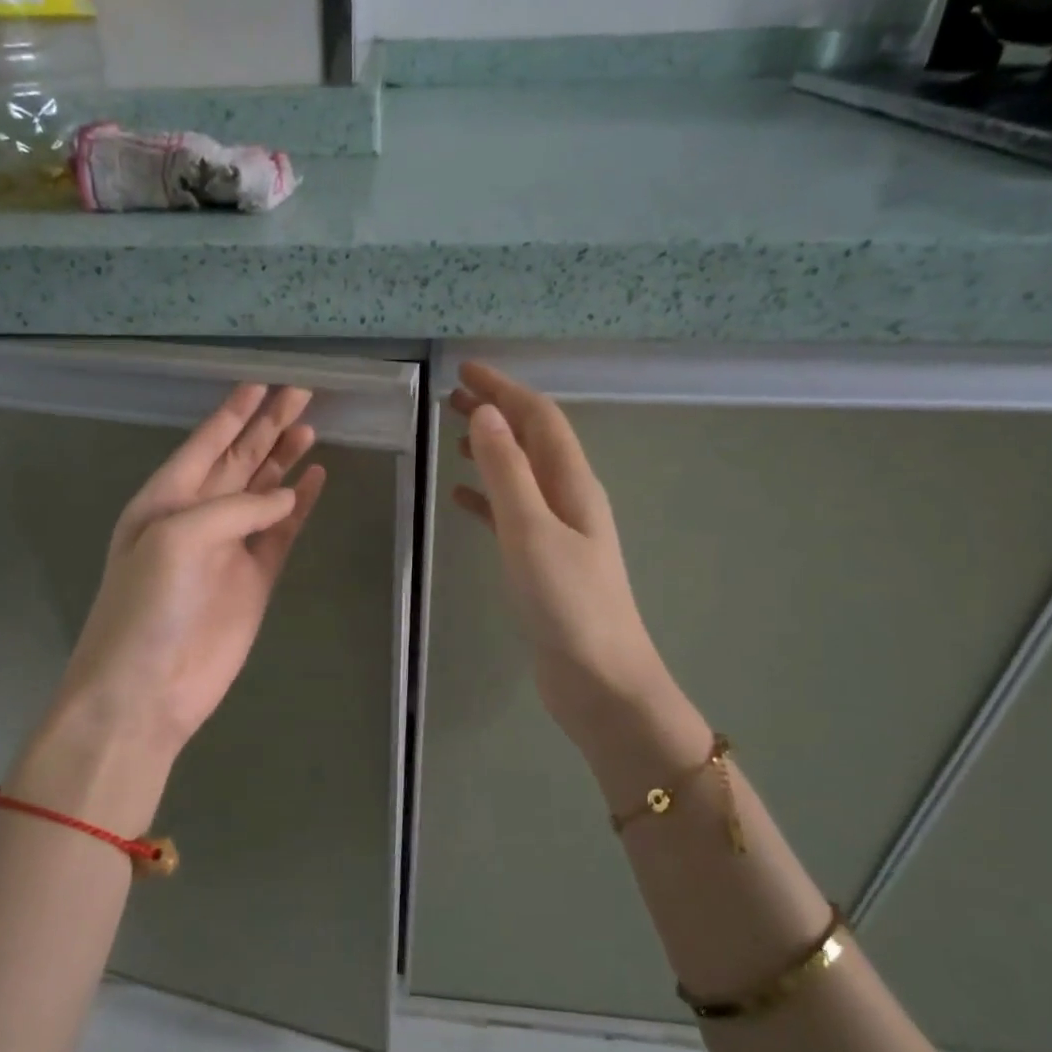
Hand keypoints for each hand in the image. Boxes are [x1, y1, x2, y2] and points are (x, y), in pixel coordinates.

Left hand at [42, 384, 324, 780]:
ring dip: (283, 461)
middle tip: (302, 394)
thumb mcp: (176, 539)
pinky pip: (281, 533)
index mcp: (165, 499)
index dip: (233, 413)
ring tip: (311, 429)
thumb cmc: (148, 606)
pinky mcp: (254, 580)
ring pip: (262, 492)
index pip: (206, 444)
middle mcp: (197, 517)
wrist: (147, 689)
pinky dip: (299, 508)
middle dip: (267, 427)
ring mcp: (229, 549)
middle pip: (239, 460)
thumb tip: (287, 494)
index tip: (262, 384)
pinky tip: (315, 481)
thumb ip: (234, 508)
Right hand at [449, 362, 708, 782]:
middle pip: (532, 441)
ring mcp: (559, 532)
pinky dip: (487, 496)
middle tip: (451, 398)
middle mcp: (570, 499)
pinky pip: (511, 513)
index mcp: (573, 484)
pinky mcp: (544, 562)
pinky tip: (461, 497)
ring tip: (454, 436)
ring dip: (491, 450)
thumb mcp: (531, 531)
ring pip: (521, 475)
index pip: (539, 418)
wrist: (599, 681)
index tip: (464, 370)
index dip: (504, 389)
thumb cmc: (567, 604)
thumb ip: (507, 472)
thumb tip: (486, 413)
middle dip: (497, 412)